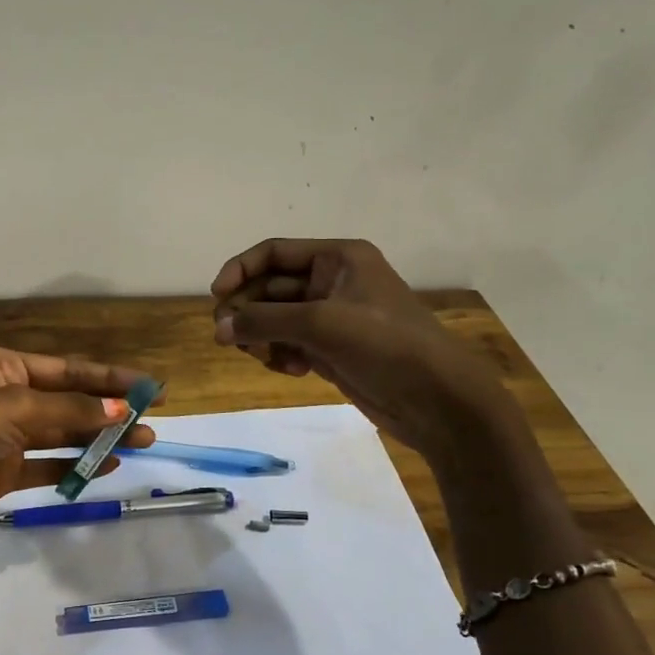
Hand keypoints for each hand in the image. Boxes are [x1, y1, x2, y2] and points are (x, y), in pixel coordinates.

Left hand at [0, 348, 154, 606]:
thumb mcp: (16, 409)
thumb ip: (71, 411)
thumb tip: (121, 412)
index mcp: (1, 367)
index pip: (67, 368)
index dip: (110, 376)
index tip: (150, 386)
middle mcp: (3, 397)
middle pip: (67, 400)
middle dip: (108, 409)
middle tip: (151, 420)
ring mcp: (1, 437)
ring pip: (60, 433)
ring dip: (98, 438)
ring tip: (140, 443)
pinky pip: (46, 464)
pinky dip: (74, 465)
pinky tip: (106, 466)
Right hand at [210, 238, 508, 459]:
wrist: (439, 400)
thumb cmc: (385, 345)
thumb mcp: (321, 324)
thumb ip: (264, 321)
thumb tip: (219, 329)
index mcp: (338, 258)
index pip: (274, 253)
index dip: (240, 270)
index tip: (216, 297)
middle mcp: (333, 282)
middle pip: (271, 287)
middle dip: (248, 310)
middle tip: (226, 337)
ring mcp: (332, 318)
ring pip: (277, 319)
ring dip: (261, 336)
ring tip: (259, 356)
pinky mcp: (332, 350)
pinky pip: (290, 344)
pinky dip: (281, 355)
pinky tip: (290, 370)